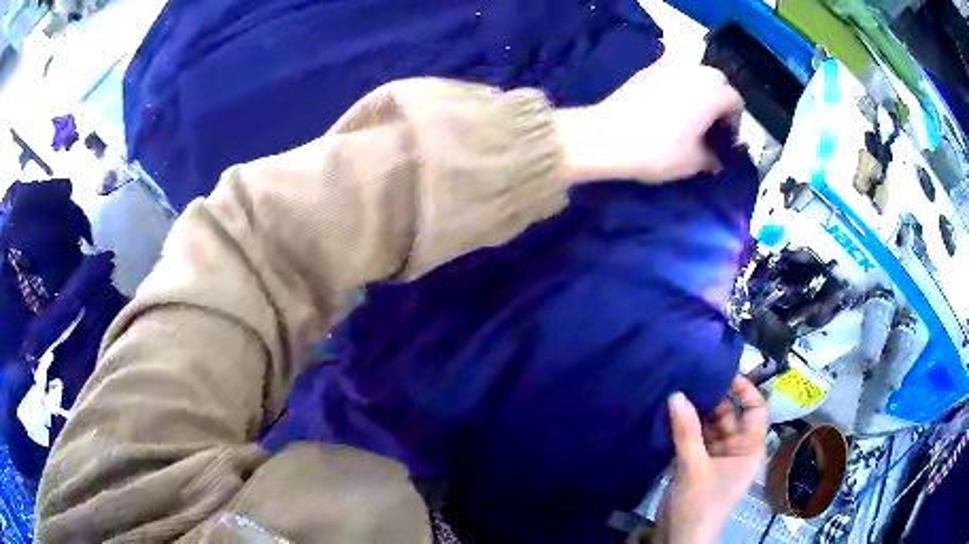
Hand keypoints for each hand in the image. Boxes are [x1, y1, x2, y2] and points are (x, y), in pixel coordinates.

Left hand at [555, 60, 742, 183]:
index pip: (735, 101)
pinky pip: (673, 74)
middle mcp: (693, 70)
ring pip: (695, 75)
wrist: (607, 135)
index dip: (734, 123)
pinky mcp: (646, 69)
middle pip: (717, 82)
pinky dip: (678, 87)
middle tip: (711, 127)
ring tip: (690, 118)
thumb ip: (713, 157)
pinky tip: (668, 108)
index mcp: (712, 91)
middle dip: (719, 103)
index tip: (725, 141)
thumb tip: (716, 160)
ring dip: (699, 92)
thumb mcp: (694, 162)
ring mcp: (668, 65)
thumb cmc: (659, 149)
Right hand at [660, 377, 767, 543]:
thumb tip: (676, 394)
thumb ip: (686, 431)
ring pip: (711, 426)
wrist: (681, 538)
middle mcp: (737, 449)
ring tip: (680, 391)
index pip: (756, 411)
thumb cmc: (700, 504)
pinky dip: (687, 427)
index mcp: (749, 449)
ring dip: (697, 413)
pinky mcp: (699, 464)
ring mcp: (717, 457)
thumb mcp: (694, 467)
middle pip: (731, 416)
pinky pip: (697, 439)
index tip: (724, 374)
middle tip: (692, 379)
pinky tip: (673, 413)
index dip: (746, 391)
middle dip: (715, 399)